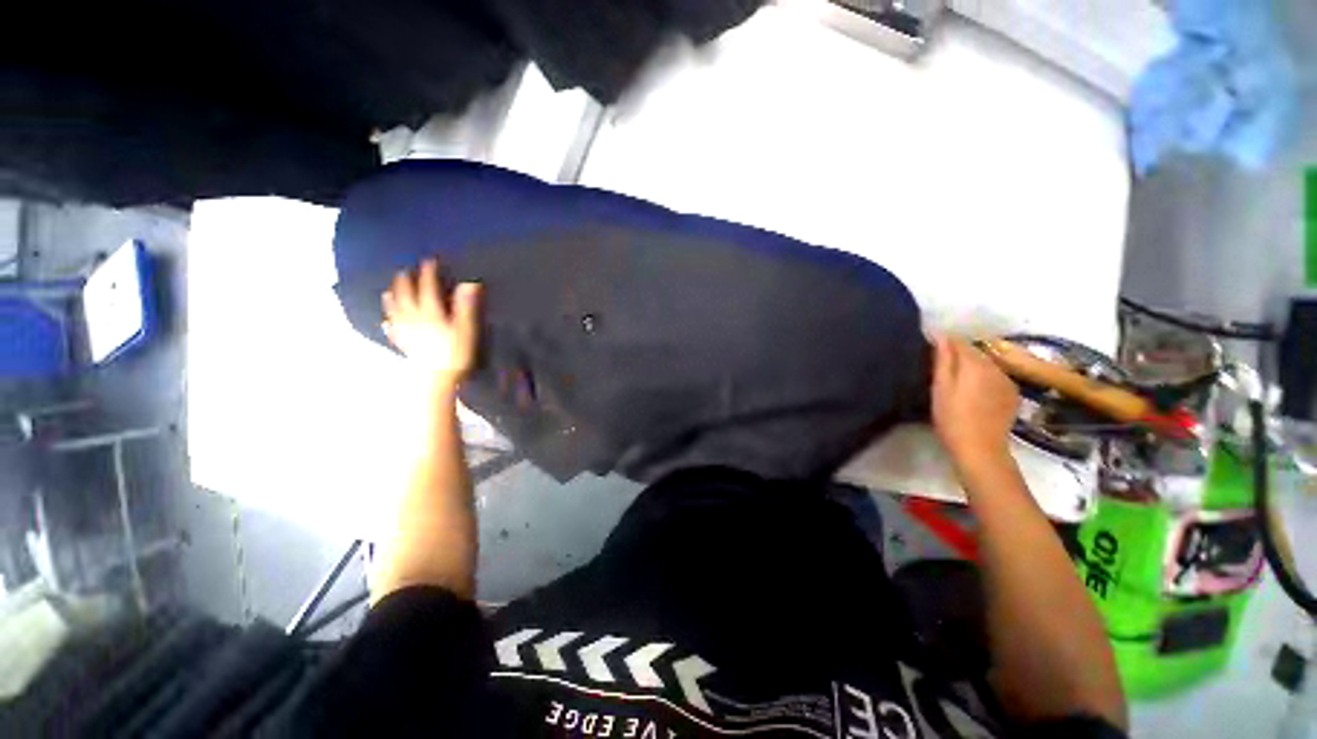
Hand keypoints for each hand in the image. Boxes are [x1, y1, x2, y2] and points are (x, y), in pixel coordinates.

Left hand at [382, 259, 481, 391]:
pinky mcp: (404, 345)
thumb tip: (469, 283)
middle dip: (405, 282)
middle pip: (406, 296)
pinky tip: (387, 322)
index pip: (427, 288)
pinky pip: (393, 330)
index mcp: (431, 312)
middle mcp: (414, 318)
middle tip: (405, 271)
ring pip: (395, 310)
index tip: (429, 261)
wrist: (438, 378)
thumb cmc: (456, 353)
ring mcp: (406, 332)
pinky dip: (389, 323)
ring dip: (392, 298)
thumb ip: (465, 306)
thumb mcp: (466, 328)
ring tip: (390, 290)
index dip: (428, 273)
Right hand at [931, 335, 1019, 470]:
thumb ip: (943, 361)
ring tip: (958, 380)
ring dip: (973, 367)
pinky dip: (985, 378)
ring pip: (987, 365)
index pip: (960, 342)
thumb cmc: (952, 418)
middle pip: (975, 352)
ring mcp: (1007, 381)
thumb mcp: (940, 388)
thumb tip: (941, 337)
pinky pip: (996, 377)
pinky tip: (975, 392)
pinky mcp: (1012, 395)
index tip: (931, 350)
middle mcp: (996, 367)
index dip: (945, 343)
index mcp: (976, 364)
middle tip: (941, 367)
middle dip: (960, 355)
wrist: (980, 449)